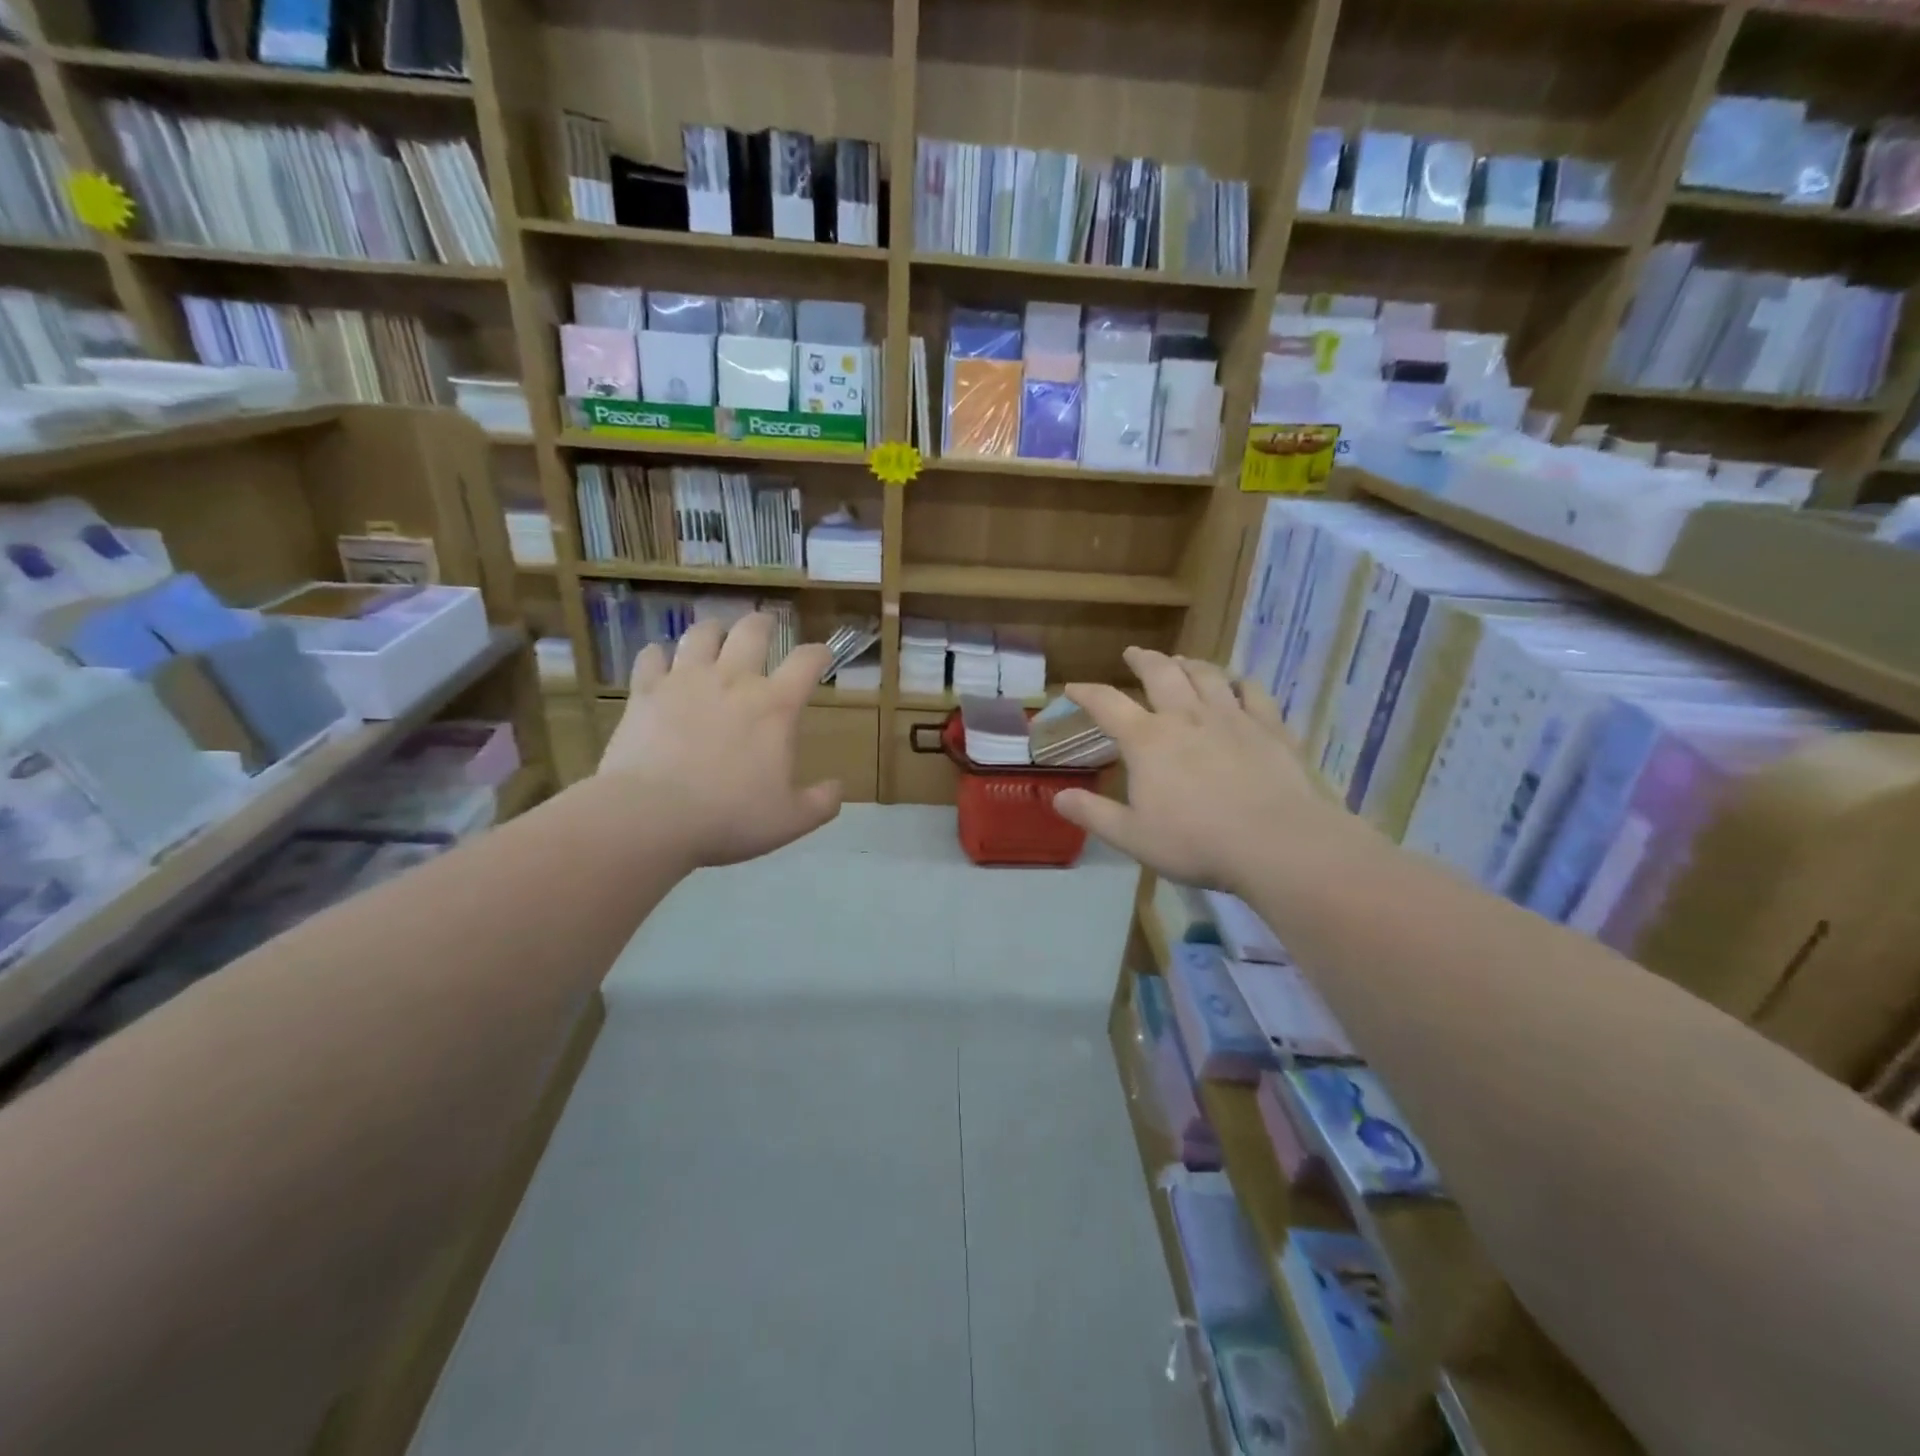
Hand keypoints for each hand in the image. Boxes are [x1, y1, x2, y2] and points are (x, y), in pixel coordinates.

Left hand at [598, 613, 841, 868]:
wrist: (651, 816)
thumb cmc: (729, 817)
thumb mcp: (791, 820)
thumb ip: (821, 802)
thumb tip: (838, 788)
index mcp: (775, 706)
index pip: (807, 662)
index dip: (819, 653)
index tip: (822, 656)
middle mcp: (733, 680)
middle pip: (752, 631)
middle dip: (764, 624)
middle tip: (766, 626)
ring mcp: (685, 681)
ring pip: (702, 633)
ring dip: (713, 631)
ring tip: (715, 635)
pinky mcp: (646, 692)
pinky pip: (651, 657)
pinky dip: (658, 654)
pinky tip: (660, 661)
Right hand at [1051, 648, 1358, 895]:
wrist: (1276, 843)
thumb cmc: (1196, 842)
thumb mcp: (1132, 836)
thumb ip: (1093, 814)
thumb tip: (1058, 797)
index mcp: (1147, 740)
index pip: (1107, 704)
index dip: (1086, 693)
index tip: (1072, 686)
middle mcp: (1186, 717)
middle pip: (1161, 674)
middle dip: (1143, 660)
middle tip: (1134, 653)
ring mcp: (1231, 717)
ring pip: (1206, 675)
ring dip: (1188, 663)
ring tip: (1180, 660)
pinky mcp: (1269, 727)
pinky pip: (1252, 692)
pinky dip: (1240, 681)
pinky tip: (1237, 682)